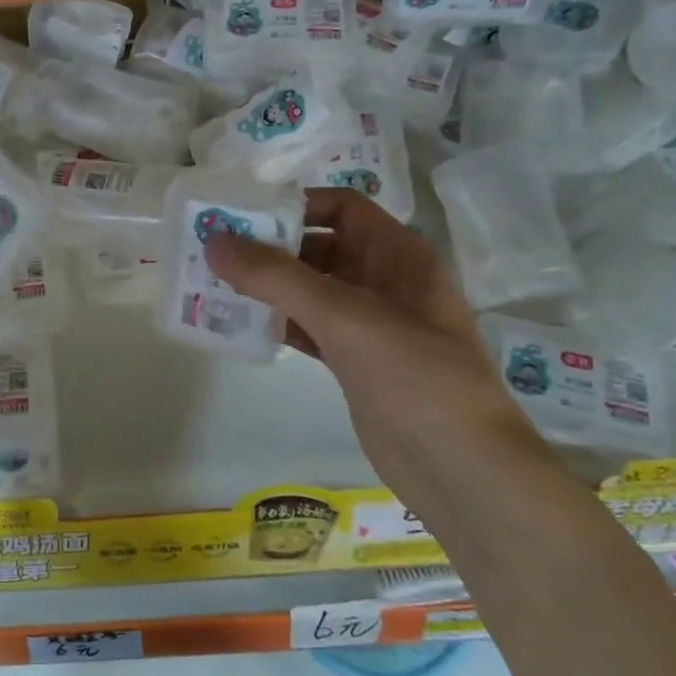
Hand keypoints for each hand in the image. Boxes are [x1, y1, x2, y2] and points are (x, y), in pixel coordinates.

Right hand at [205, 188, 535, 484]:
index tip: (243, 217)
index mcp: (400, 255)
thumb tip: (215, 241)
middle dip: (271, 248)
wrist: (460, 470)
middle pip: (322, 246)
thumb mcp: (344, 316)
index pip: (343, 208)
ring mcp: (372, 325)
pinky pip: (309, 328)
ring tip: (214, 285)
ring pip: (311, 290)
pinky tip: (239, 326)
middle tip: (215, 252)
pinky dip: (277, 323)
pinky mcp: (356, 363)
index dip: (296, 205)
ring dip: (268, 287)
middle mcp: (387, 282)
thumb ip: (276, 276)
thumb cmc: (414, 376)